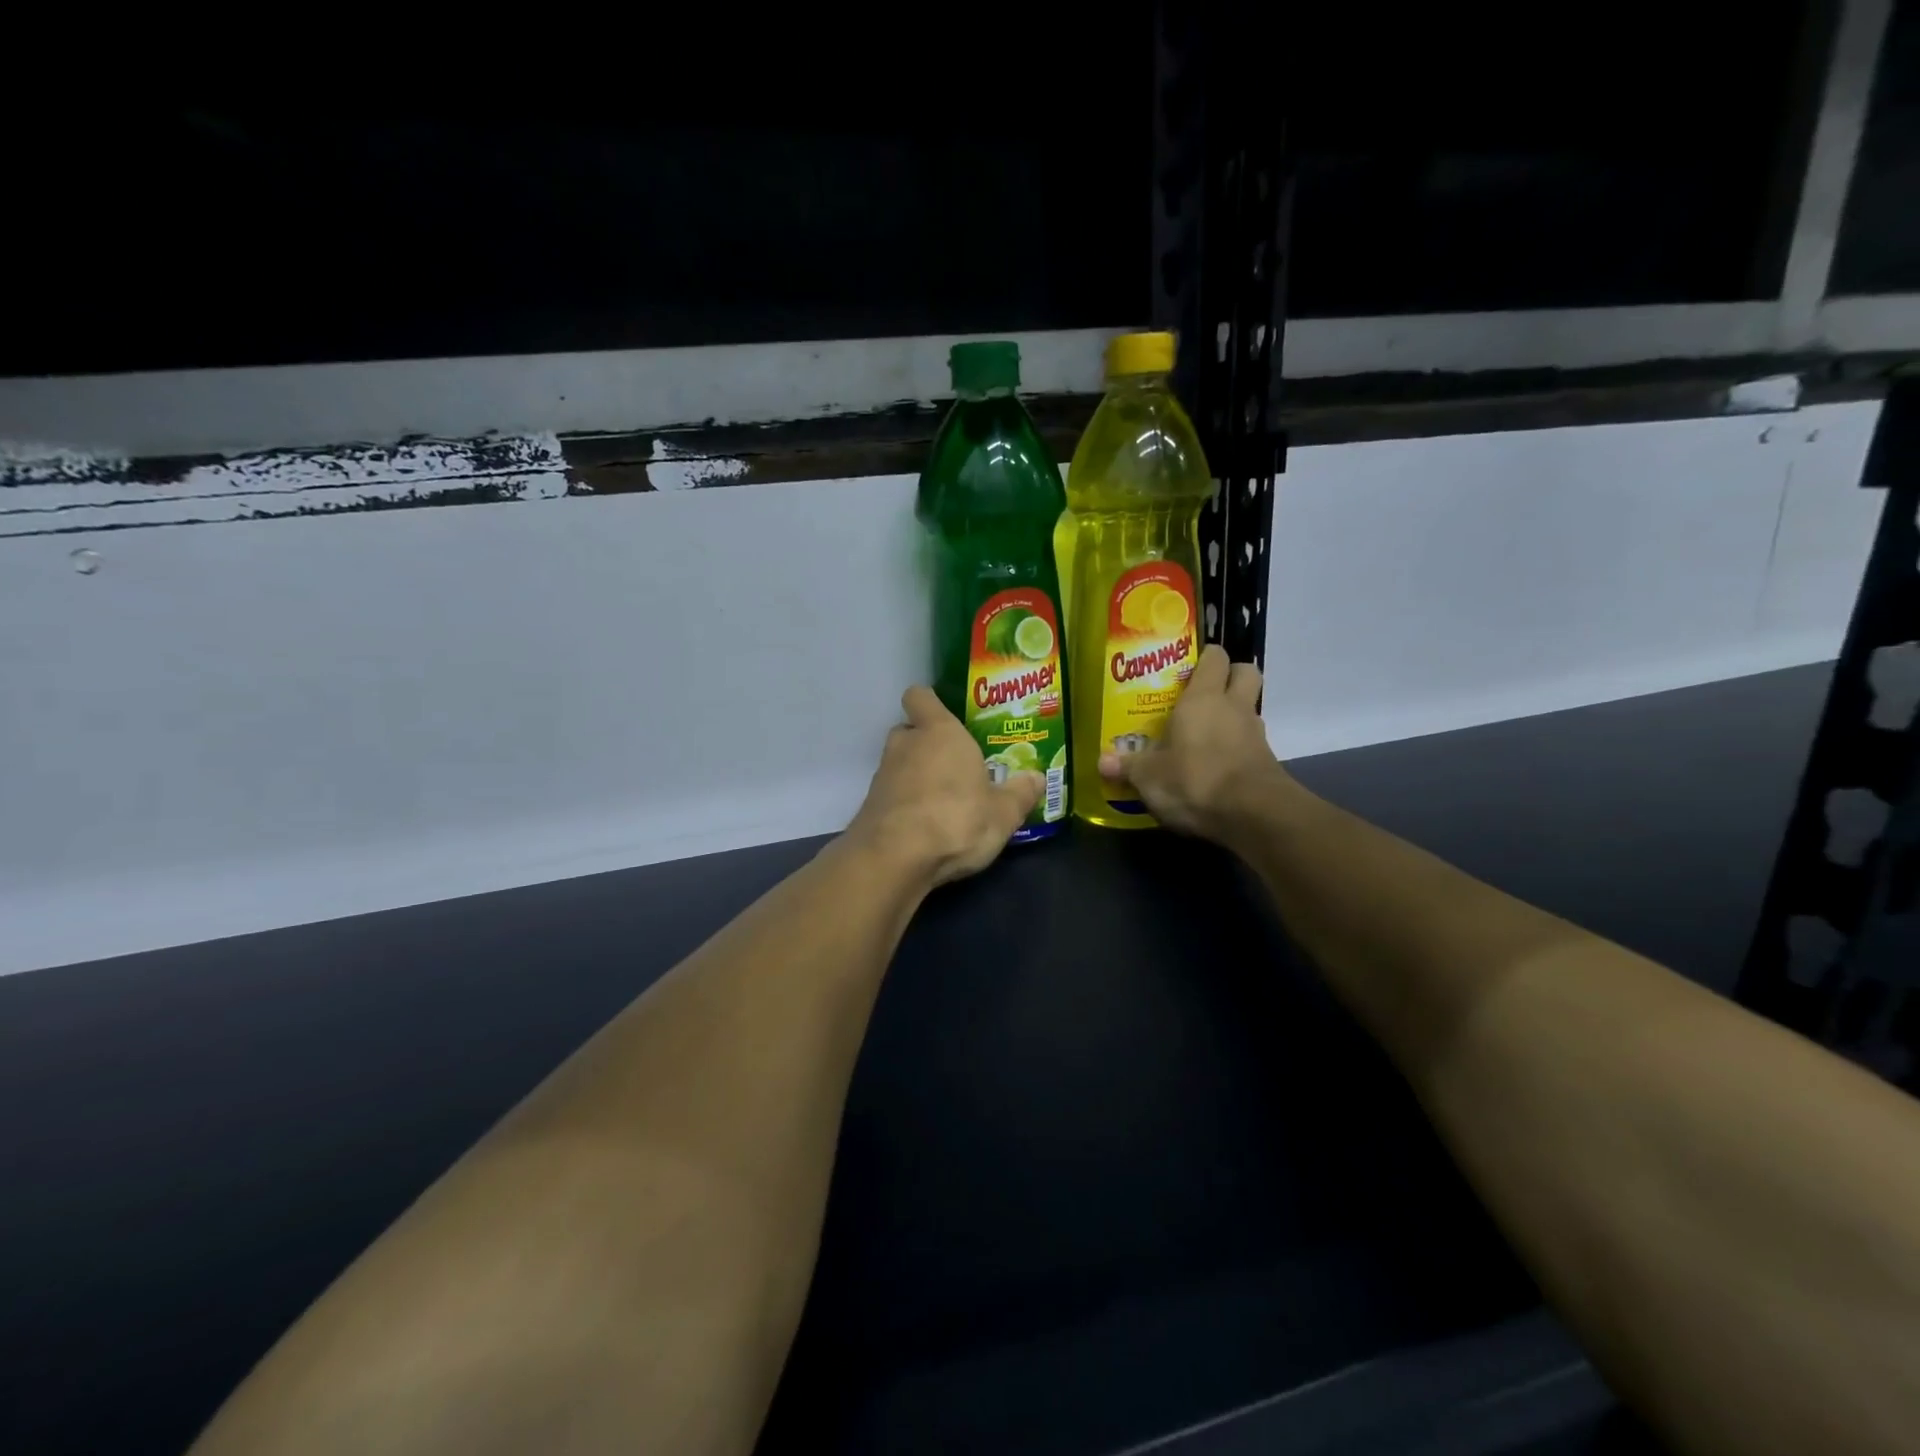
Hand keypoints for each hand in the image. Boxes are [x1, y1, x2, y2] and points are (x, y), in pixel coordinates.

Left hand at [847, 685, 1044, 886]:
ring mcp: (882, 775)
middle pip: (910, 731)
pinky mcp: (870, 806)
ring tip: (943, 801)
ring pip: (899, 764)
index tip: (947, 717)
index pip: (920, 697)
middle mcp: (906, 745)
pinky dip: (904, 805)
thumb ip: (1020, 793)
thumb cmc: (956, 819)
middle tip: (955, 765)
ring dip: (916, 777)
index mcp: (939, 733)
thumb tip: (1037, 778)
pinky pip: (891, 795)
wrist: (894, 859)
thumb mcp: (1003, 813)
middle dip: (927, 744)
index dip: (930, 703)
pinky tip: (924, 827)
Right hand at [1098, 644, 1287, 837]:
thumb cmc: (1195, 779)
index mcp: (1203, 698)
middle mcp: (1234, 707)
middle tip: (1204, 692)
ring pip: (1249, 710)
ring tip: (1205, 734)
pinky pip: (1251, 744)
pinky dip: (1237, 749)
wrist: (1253, 815)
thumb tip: (1101, 762)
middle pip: (1245, 672)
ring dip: (1233, 716)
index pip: (1214, 658)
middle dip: (1230, 676)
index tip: (1188, 666)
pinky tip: (1216, 767)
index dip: (1205, 657)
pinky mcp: (1267, 762)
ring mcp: (1255, 734)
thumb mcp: (1149, 777)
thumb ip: (1128, 766)